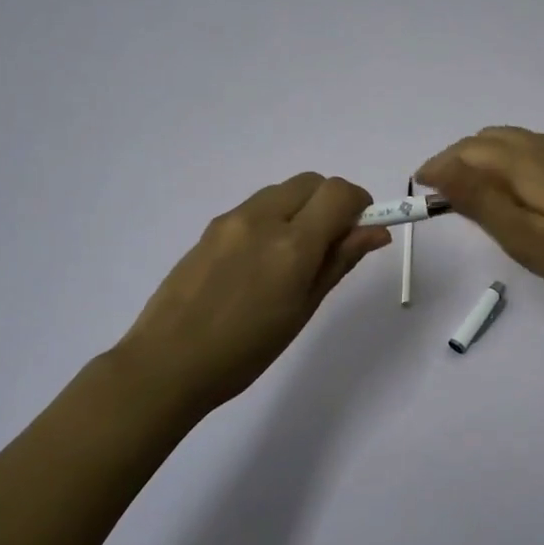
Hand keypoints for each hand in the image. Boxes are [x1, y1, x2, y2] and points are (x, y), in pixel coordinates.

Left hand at [113, 173, 390, 414]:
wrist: (168, 363)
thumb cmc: (245, 351)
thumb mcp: (303, 309)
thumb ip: (339, 261)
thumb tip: (375, 233)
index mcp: (291, 245)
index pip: (339, 193)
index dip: (359, 204)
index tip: (361, 229)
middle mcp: (262, 218)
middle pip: (312, 182)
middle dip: (331, 201)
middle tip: (331, 242)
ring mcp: (232, 219)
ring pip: (282, 191)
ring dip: (301, 207)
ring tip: (292, 256)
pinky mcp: (210, 227)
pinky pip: (255, 206)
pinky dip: (273, 217)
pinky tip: (260, 261)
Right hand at [417, 127, 543, 312]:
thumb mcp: (528, 238)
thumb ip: (480, 201)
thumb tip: (437, 168)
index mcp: (527, 160)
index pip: (466, 151)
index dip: (438, 167)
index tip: (419, 193)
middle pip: (487, 140)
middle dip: (456, 161)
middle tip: (441, 198)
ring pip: (511, 143)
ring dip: (482, 161)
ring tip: (471, 197)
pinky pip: (532, 152)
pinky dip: (507, 164)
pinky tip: (516, 195)